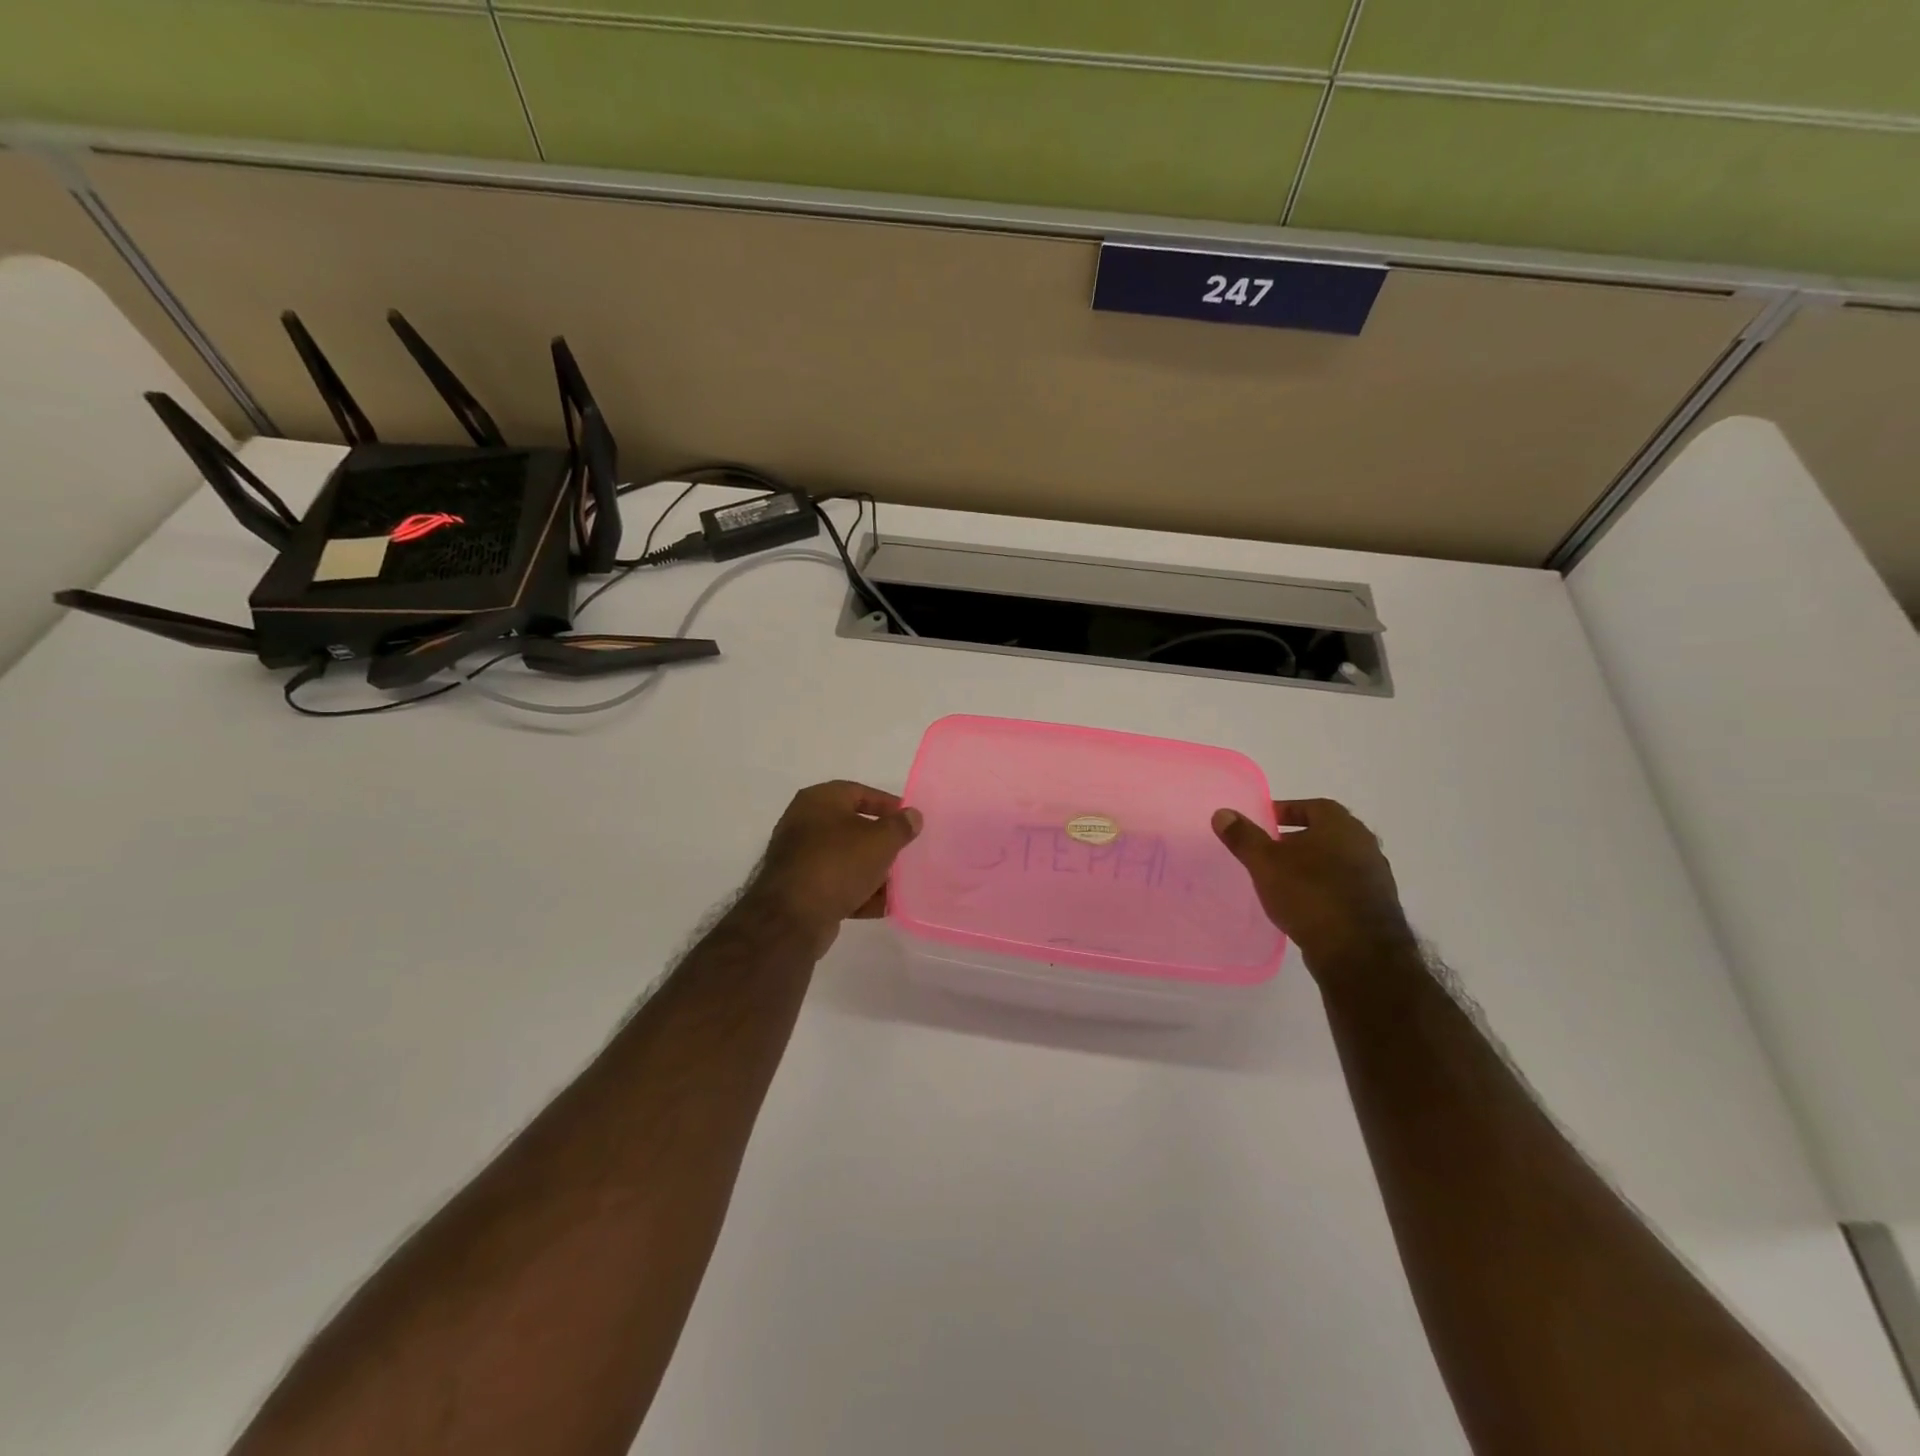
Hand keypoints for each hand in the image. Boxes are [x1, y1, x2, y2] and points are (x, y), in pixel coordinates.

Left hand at [749, 781, 922, 940]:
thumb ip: (900, 826)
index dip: (887, 804)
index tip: (909, 819)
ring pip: (845, 859)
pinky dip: (858, 892)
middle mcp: (804, 824)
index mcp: (818, 800)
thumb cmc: (838, 864)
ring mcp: (800, 858)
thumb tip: (912, 815)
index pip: (859, 792)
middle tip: (905, 850)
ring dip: (872, 870)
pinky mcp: (800, 890)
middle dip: (881, 841)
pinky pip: (836, 885)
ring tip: (899, 882)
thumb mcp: (880, 840)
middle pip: (852, 827)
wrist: (792, 917)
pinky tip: (883, 906)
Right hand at [1212, 799, 1415, 979]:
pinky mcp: (1377, 907)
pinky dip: (1324, 889)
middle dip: (1297, 840)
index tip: (1265, 823)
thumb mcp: (1265, 863)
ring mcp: (1375, 877)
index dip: (1287, 811)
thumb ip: (1243, 837)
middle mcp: (1364, 845)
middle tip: (1270, 852)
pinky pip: (1344, 888)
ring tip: (1283, 881)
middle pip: (1326, 834)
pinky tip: (1304, 905)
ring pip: (1336, 862)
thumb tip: (1222, 813)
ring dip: (1311, 866)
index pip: (1313, 807)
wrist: (1359, 952)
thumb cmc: (1310, 894)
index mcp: (1341, 826)